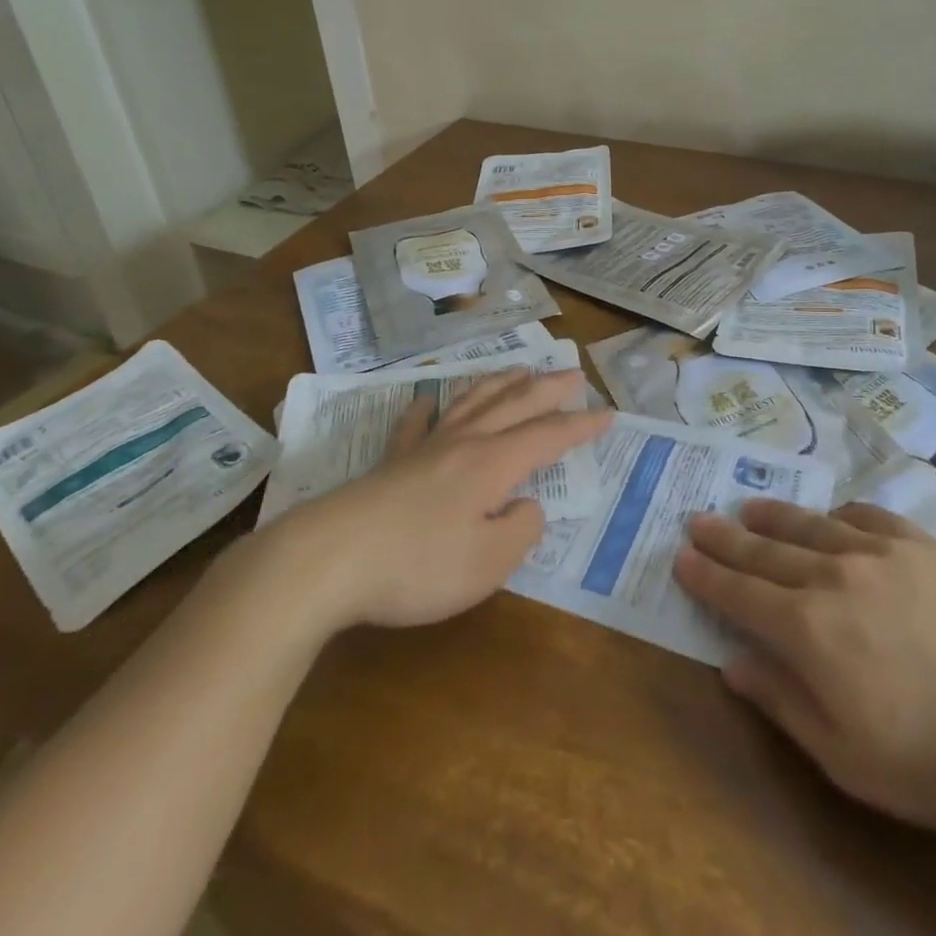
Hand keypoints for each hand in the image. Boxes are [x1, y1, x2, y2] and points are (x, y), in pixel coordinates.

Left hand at [263, 370, 610, 631]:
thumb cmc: (417, 566)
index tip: (608, 414)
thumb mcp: (487, 562)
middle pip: (513, 406)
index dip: (580, 427)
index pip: (547, 436)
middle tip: (572, 373)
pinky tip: (428, 400)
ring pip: (471, 403)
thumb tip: (527, 505)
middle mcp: (463, 444)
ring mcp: (424, 449)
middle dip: (547, 390)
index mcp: (492, 464)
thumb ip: (520, 531)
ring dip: (499, 384)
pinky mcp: (390, 463)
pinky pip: (415, 425)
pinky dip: (427, 409)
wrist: (327, 560)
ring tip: (518, 369)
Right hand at [673, 499, 935, 851]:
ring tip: (747, 508)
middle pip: (765, 550)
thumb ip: (783, 703)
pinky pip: (865, 515)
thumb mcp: (848, 759)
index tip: (680, 557)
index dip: (706, 575)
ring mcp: (878, 552)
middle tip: (697, 519)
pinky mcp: (921, 543)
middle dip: (725, 537)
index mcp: (809, 630)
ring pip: (809, 524)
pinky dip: (836, 514)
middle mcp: (833, 576)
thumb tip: (732, 663)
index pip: (740, 593)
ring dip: (772, 516)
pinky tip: (829, 515)